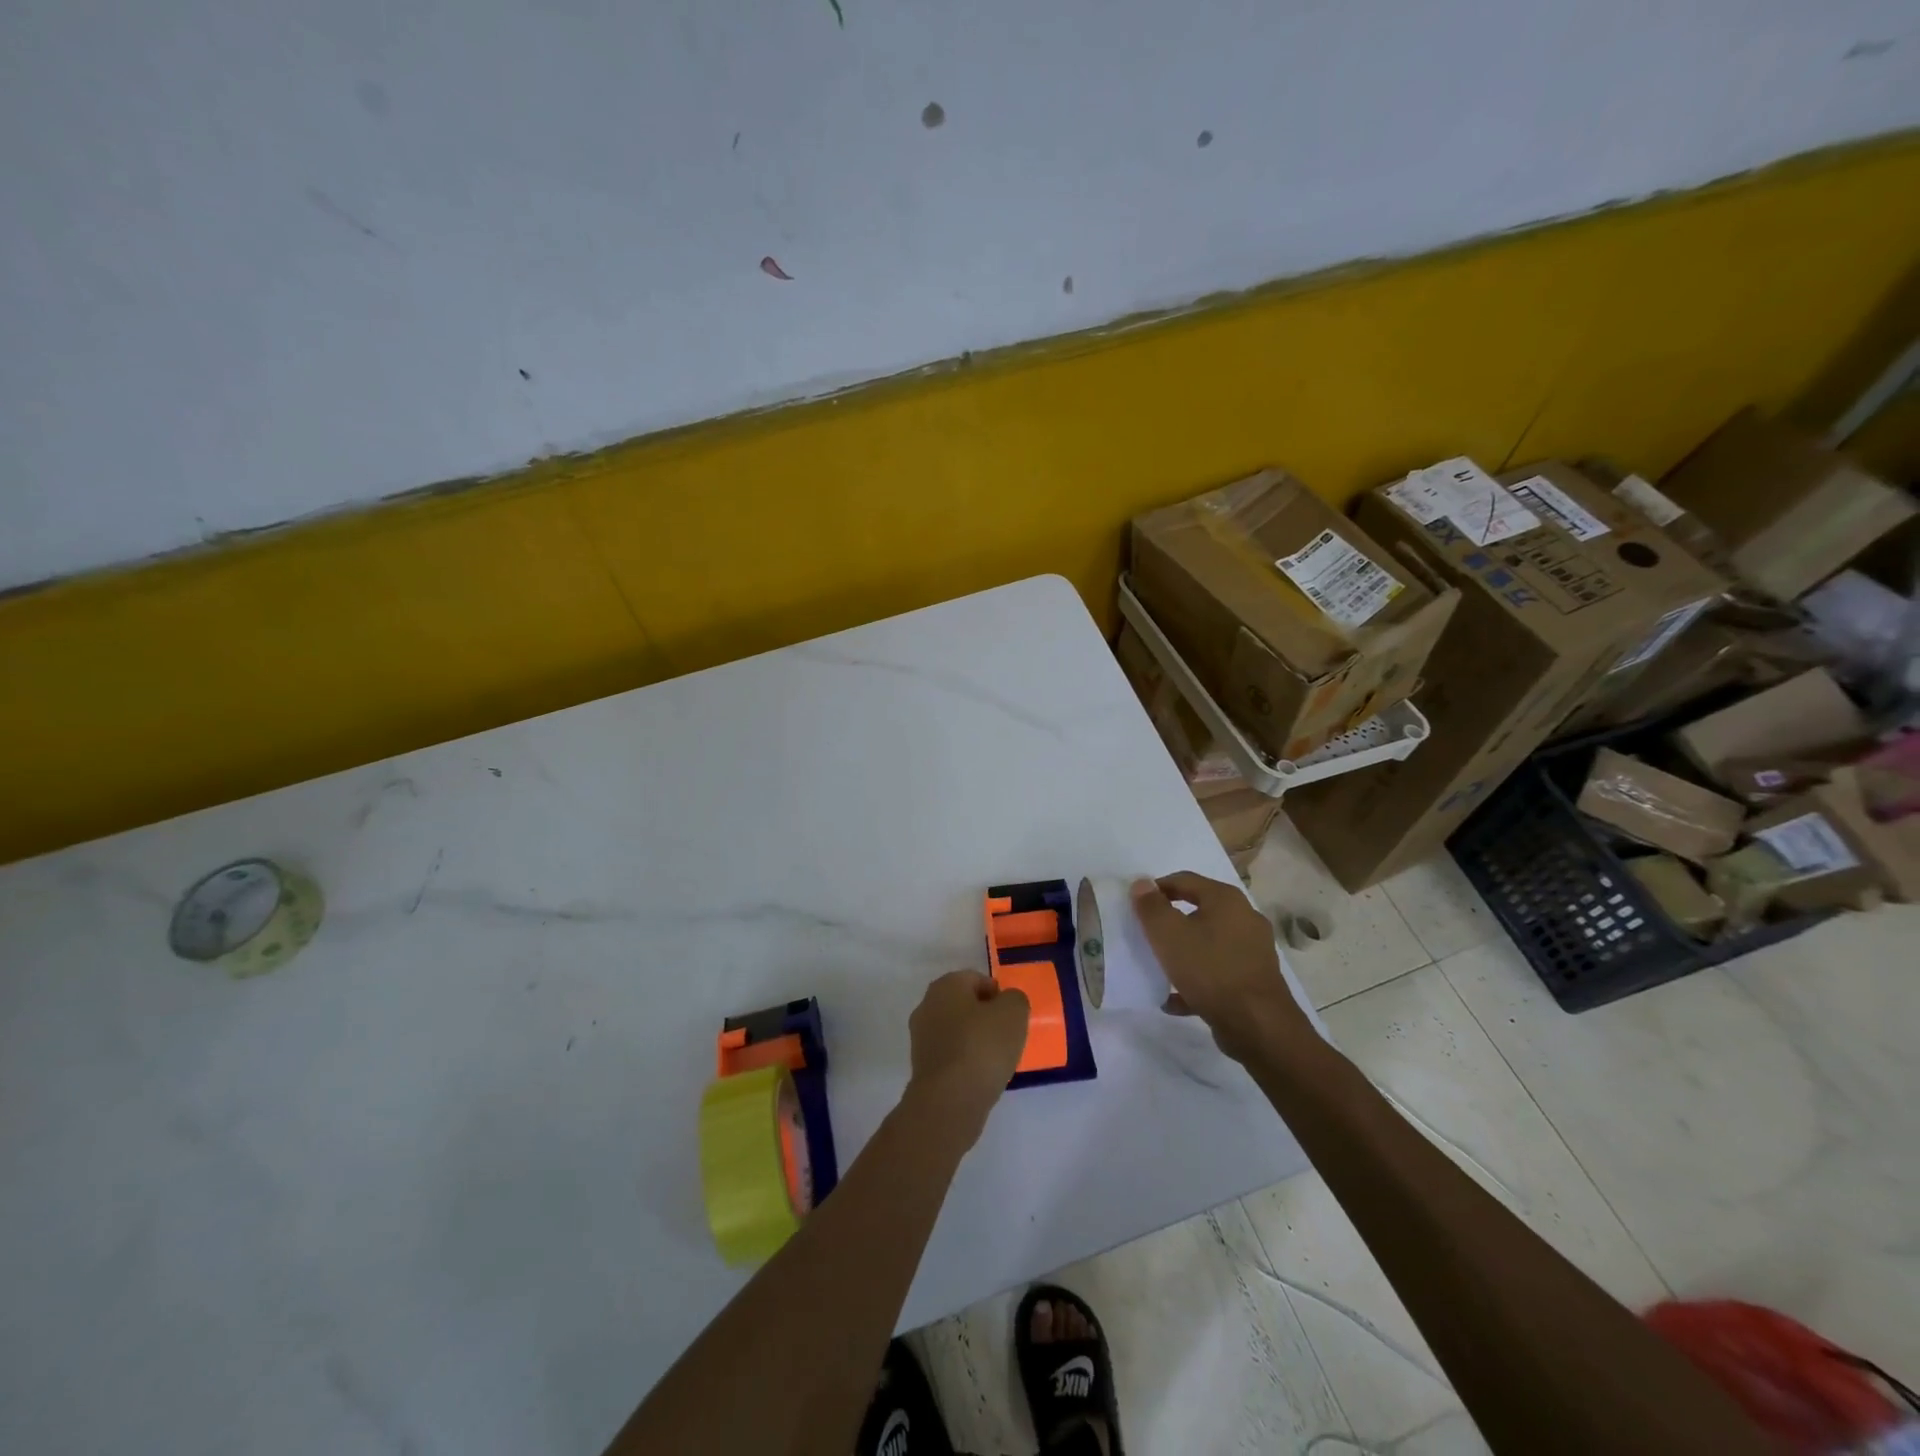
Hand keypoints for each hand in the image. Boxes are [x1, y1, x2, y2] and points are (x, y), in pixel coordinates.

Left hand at [903, 971, 1030, 1148]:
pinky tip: (980, 1076)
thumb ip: (1014, 999)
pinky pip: (951, 1055)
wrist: (949, 1101)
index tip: (1012, 1017)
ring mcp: (921, 1037)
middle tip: (1007, 1037)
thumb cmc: (982, 1047)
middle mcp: (927, 1005)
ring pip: (957, 1031)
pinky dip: (966, 1061)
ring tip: (996, 1060)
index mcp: (945, 985)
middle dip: (986, 1018)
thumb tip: (1006, 1003)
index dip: (999, 995)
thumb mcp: (1013, 1013)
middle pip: (965, 1005)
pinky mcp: (922, 1066)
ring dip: (976, 1041)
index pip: (977, 979)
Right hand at [1129, 873, 1312, 1063]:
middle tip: (1146, 935)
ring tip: (1160, 967)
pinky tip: (1175, 998)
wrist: (1257, 1026)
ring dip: (1184, 952)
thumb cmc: (1210, 970)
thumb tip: (1141, 883)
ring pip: (1208, 943)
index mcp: (1226, 899)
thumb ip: (1151, 907)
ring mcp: (1253, 950)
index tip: (1136, 906)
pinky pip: (1217, 972)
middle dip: (1171, 922)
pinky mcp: (1254, 979)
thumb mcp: (1169, 935)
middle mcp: (1245, 918)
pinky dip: (1197, 979)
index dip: (1156, 889)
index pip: (1184, 880)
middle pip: (1199, 911)